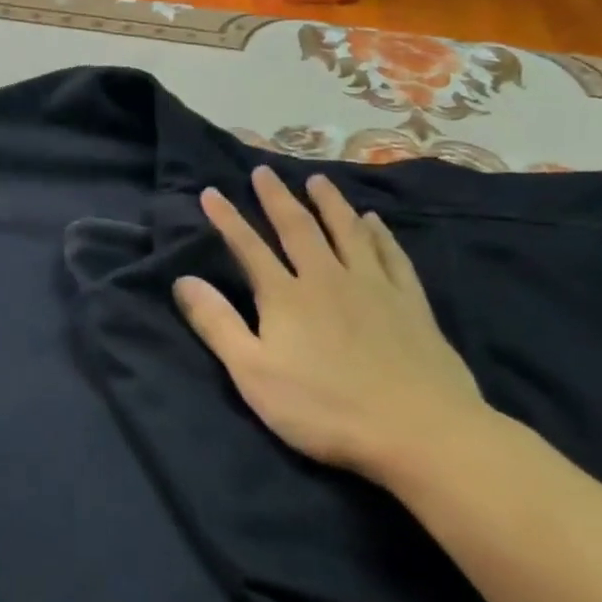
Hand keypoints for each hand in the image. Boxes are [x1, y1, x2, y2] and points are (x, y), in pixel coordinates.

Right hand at [173, 165, 491, 483]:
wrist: (419, 430)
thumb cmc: (325, 408)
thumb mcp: (253, 373)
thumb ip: (217, 324)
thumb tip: (183, 280)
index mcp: (285, 296)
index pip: (248, 247)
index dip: (227, 219)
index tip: (211, 192)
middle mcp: (327, 278)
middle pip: (298, 228)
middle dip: (276, 198)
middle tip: (264, 171)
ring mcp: (372, 287)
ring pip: (347, 231)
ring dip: (329, 203)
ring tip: (317, 180)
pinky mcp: (410, 303)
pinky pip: (391, 256)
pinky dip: (380, 234)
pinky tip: (375, 221)